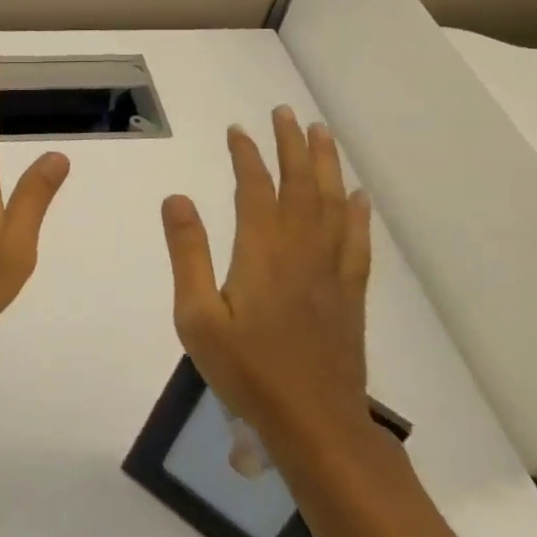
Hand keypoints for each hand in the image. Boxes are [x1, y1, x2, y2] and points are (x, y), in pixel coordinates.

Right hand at [160, 107, 373, 460]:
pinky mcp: (350, 294)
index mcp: (262, 252)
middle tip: (285, 112)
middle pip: (300, 185)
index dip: (247, 155)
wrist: (314, 424)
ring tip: (322, 133)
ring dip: (326, 165)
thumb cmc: (246, 370)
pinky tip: (358, 196)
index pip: (255, 188)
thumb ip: (187, 253)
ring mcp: (331, 271)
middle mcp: (301, 250)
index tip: (237, 130)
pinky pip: (357, 241)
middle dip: (292, 145)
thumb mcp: (196, 316)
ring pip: (332, 204)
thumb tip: (177, 198)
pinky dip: (357, 212)